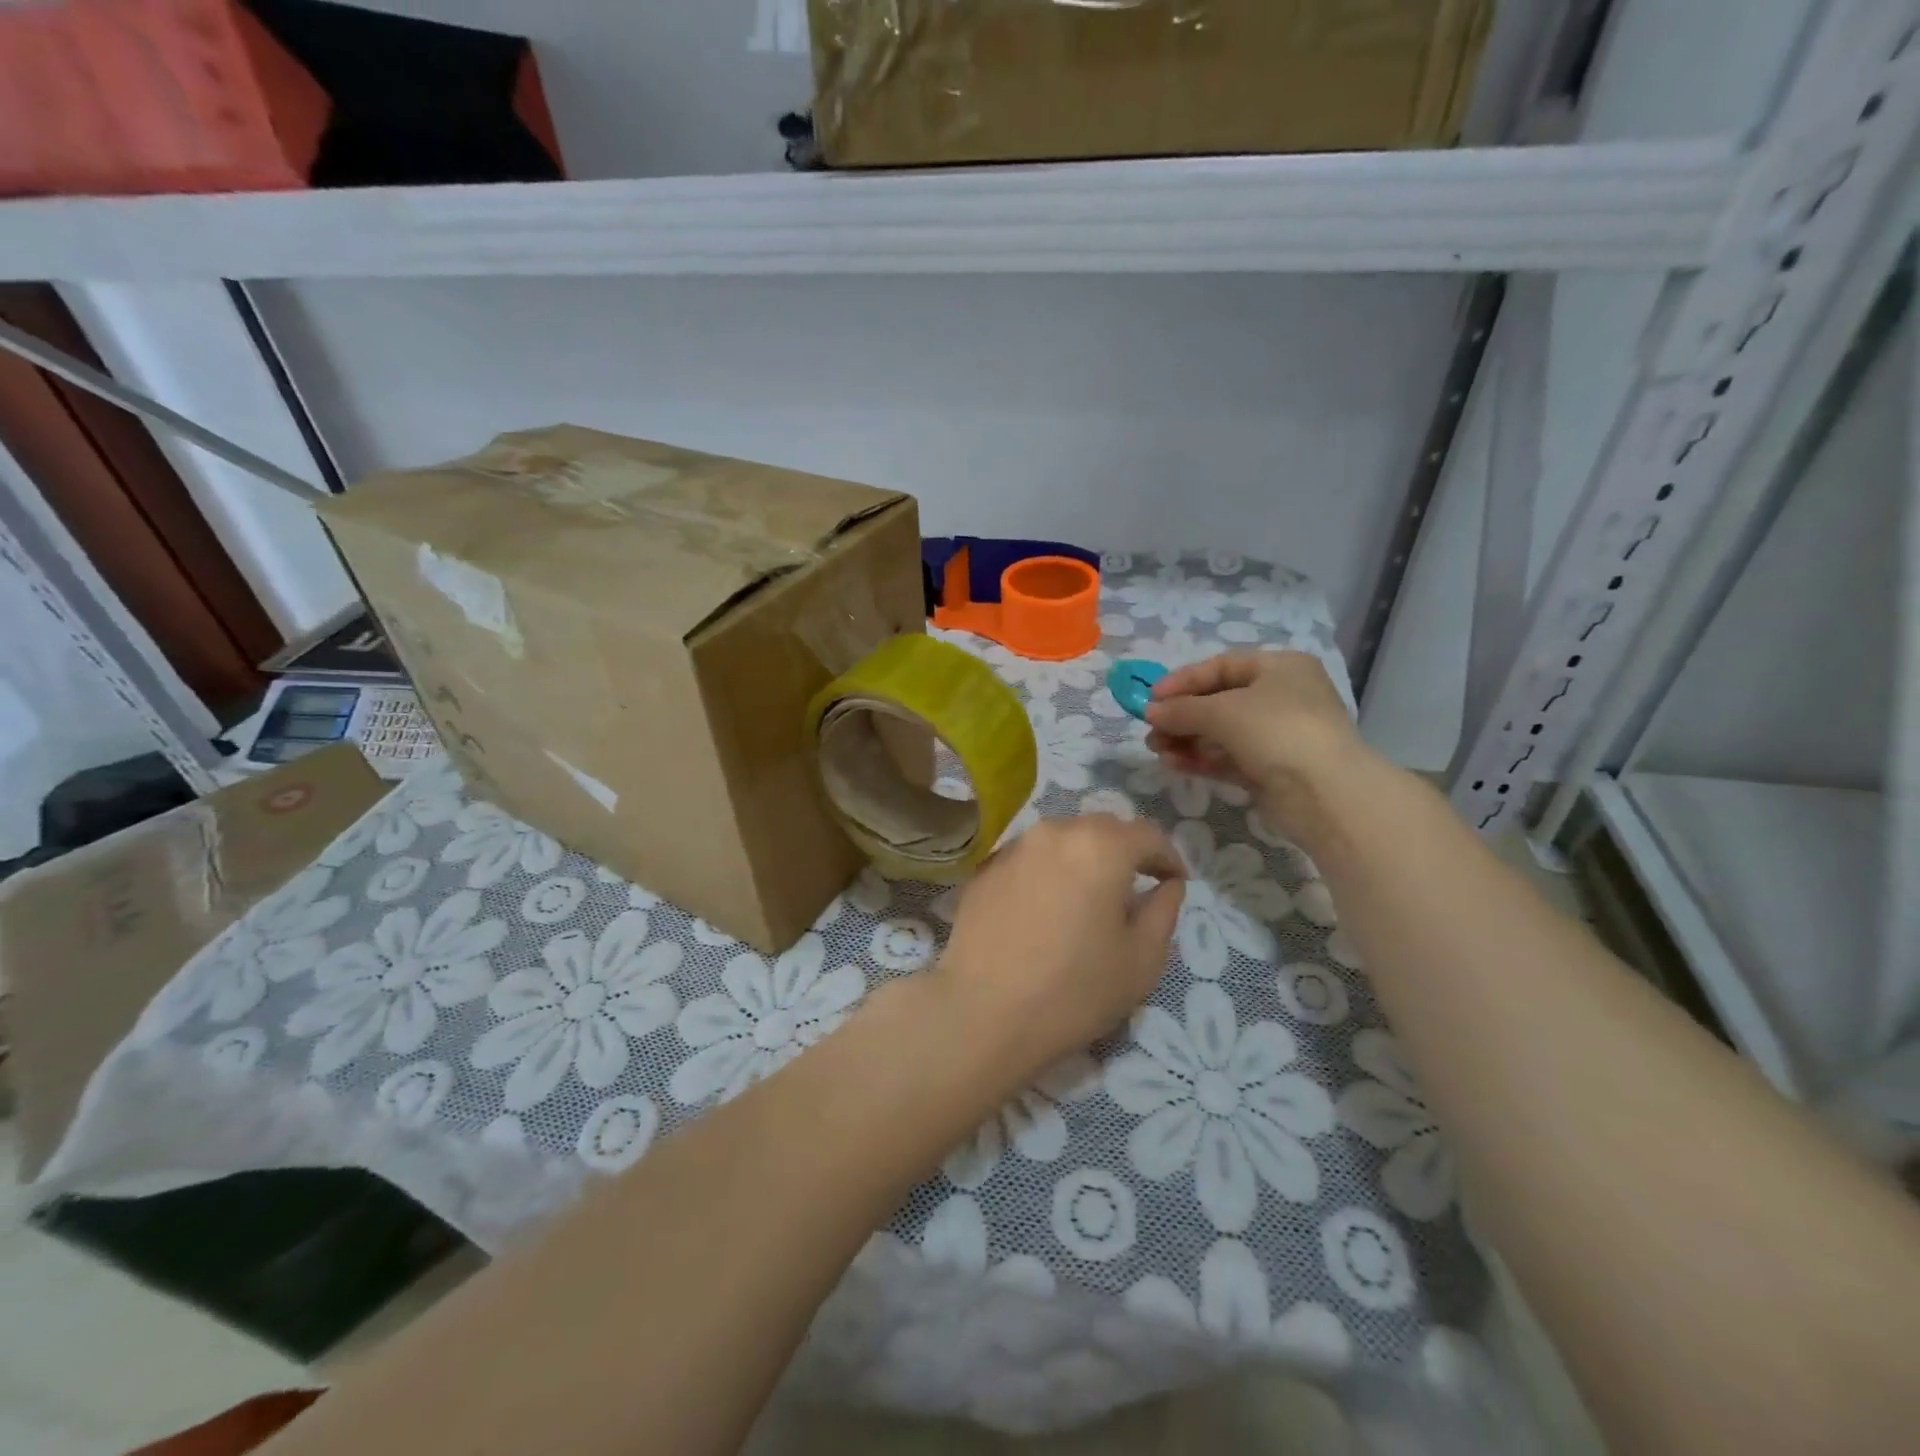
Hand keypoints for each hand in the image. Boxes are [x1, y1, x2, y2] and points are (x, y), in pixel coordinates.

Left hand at [935, 817, 1185, 1085]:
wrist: (982, 1013)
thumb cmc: (1074, 990)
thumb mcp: (1141, 960)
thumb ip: (1163, 911)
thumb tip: (1167, 884)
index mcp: (1101, 846)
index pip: (1147, 834)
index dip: (1168, 857)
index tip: (1174, 883)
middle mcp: (1055, 832)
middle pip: (1102, 829)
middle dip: (1125, 852)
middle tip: (1134, 889)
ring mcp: (1014, 847)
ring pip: (1062, 840)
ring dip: (1083, 859)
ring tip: (1088, 898)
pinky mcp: (984, 868)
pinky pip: (1030, 858)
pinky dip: (1048, 871)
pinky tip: (1046, 908)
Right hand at [1143, 650, 1360, 838]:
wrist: (1323, 792)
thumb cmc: (1276, 730)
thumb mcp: (1222, 711)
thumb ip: (1181, 709)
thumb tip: (1151, 711)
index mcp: (1280, 668)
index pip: (1221, 667)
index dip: (1183, 680)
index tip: (1151, 698)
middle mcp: (1281, 697)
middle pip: (1218, 701)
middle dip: (1181, 715)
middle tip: (1150, 728)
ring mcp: (1276, 736)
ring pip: (1220, 733)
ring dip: (1185, 739)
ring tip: (1155, 748)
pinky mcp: (1269, 770)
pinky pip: (1227, 758)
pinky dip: (1200, 759)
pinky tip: (1172, 763)